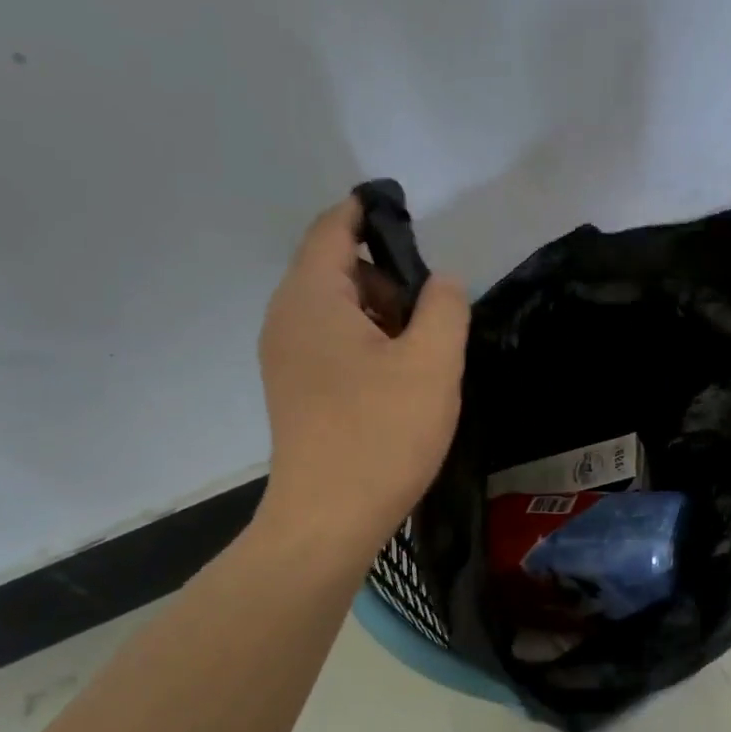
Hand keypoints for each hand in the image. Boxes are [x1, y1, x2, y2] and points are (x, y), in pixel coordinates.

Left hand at [257, 195, 469, 559]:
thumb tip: (440, 283)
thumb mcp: (432, 363)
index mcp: (312, 298)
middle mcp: (287, 318)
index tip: (409, 217)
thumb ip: (444, 307)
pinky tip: (396, 383)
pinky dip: (366, 345)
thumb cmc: (382, 434)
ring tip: (421, 356)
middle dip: (388, 279)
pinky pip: (331, 343)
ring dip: (381, 317)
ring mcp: (286, 357)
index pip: (334, 227)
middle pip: (337, 269)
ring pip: (337, 310)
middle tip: (432, 317)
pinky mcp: (294, 390)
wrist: (329, 518)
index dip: (370, 213)